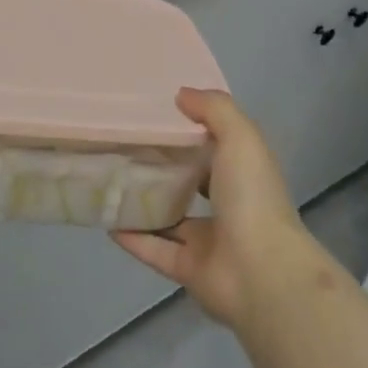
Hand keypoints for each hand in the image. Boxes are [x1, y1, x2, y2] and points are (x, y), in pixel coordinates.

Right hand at [112, 88, 317, 330]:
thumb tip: (182, 94)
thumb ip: (213, 109)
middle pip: (190, 182)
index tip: (156, 112)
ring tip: (109, 179)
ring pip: (169, 218)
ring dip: (144, 202)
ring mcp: (208, 241)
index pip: (215, 146)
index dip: (190, 129)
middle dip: (162, 166)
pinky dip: (132, 237)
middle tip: (123, 144)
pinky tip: (107, 219)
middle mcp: (228, 205)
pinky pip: (154, 250)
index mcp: (243, 173)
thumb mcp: (240, 137)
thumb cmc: (252, 196)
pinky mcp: (187, 269)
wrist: (260, 273)